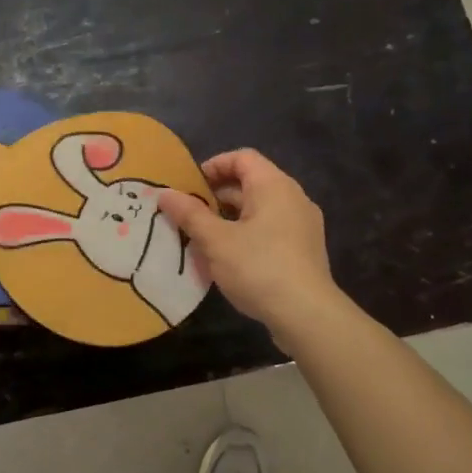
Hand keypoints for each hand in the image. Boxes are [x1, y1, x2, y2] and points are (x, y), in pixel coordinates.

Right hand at [158, 149, 342, 337]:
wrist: (307, 315)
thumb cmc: (258, 267)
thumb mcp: (216, 241)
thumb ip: (190, 214)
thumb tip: (165, 193)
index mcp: (274, 185)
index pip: (242, 157)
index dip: (213, 166)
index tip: (190, 186)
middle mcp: (293, 197)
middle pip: (251, 182)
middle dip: (217, 196)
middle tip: (190, 215)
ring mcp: (303, 224)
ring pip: (260, 209)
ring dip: (231, 218)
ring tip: (204, 239)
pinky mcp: (305, 250)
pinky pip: (272, 229)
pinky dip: (248, 234)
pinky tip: (230, 259)